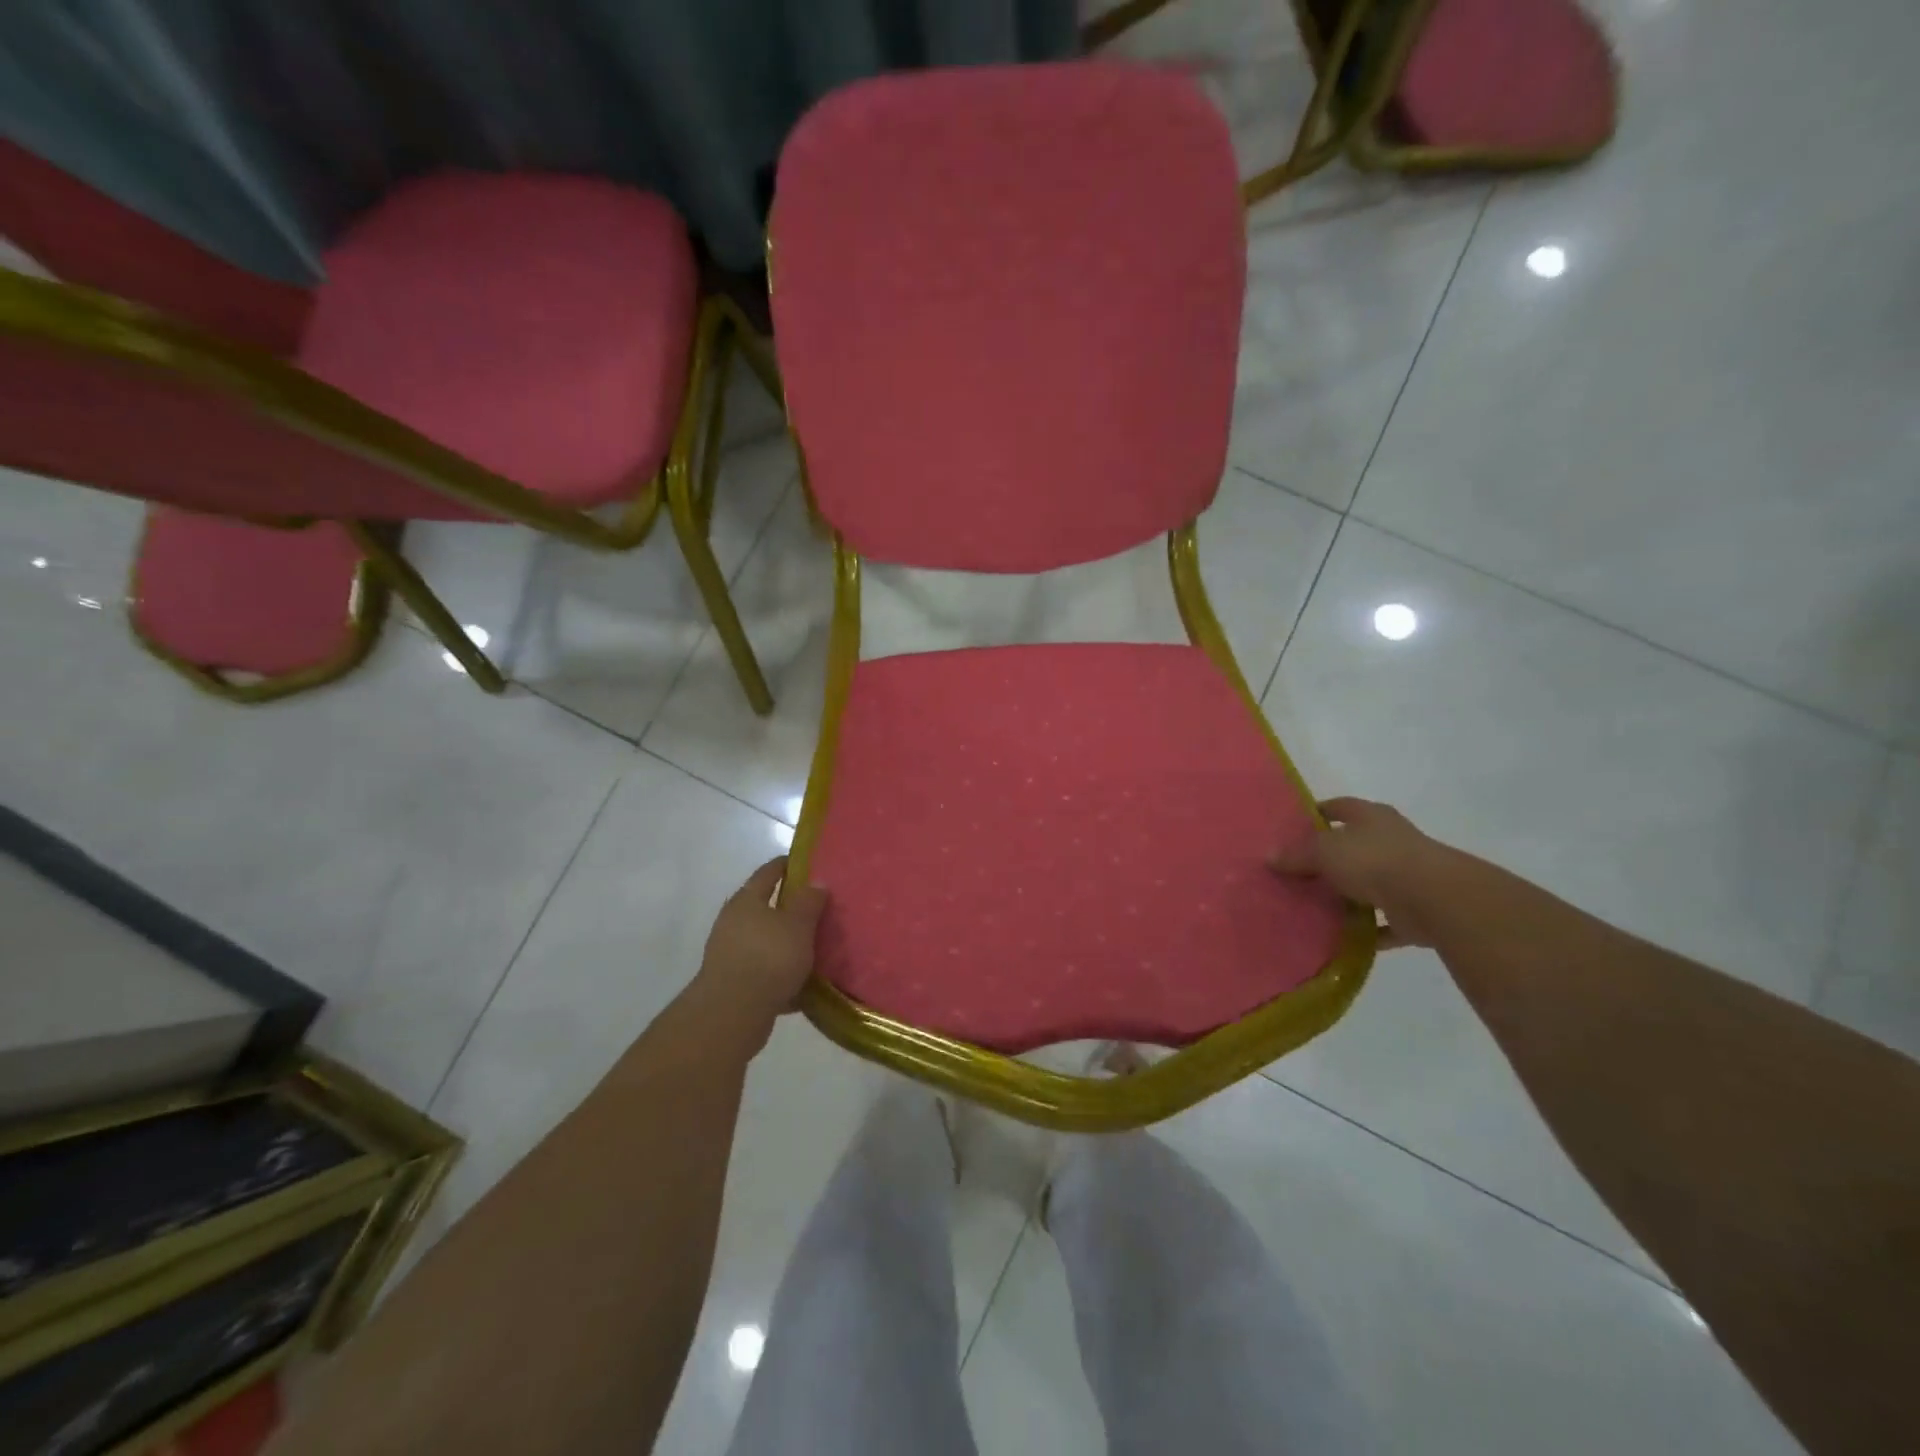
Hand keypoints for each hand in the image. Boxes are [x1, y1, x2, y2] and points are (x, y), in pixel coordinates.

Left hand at [693, 858, 828, 1033]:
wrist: (732, 1014)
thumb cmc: (768, 958)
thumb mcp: (798, 925)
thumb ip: (809, 902)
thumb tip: (816, 881)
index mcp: (746, 901)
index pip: (768, 873)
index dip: (787, 865)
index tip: (808, 863)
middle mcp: (733, 923)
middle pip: (765, 908)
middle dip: (790, 908)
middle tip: (819, 908)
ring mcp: (730, 954)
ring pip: (765, 941)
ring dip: (786, 943)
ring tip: (815, 947)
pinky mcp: (734, 984)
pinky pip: (765, 972)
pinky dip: (782, 974)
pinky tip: (804, 984)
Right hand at [1271, 797, 1464, 950]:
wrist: (1435, 899)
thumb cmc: (1375, 861)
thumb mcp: (1324, 852)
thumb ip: (1296, 854)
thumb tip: (1270, 857)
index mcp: (1371, 817)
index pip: (1339, 807)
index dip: (1317, 813)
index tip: (1293, 826)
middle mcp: (1391, 841)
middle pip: (1354, 845)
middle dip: (1329, 857)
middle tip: (1296, 870)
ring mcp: (1407, 876)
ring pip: (1369, 883)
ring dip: (1348, 894)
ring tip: (1314, 904)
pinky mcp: (1415, 910)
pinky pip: (1384, 921)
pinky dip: (1367, 929)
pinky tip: (1342, 936)